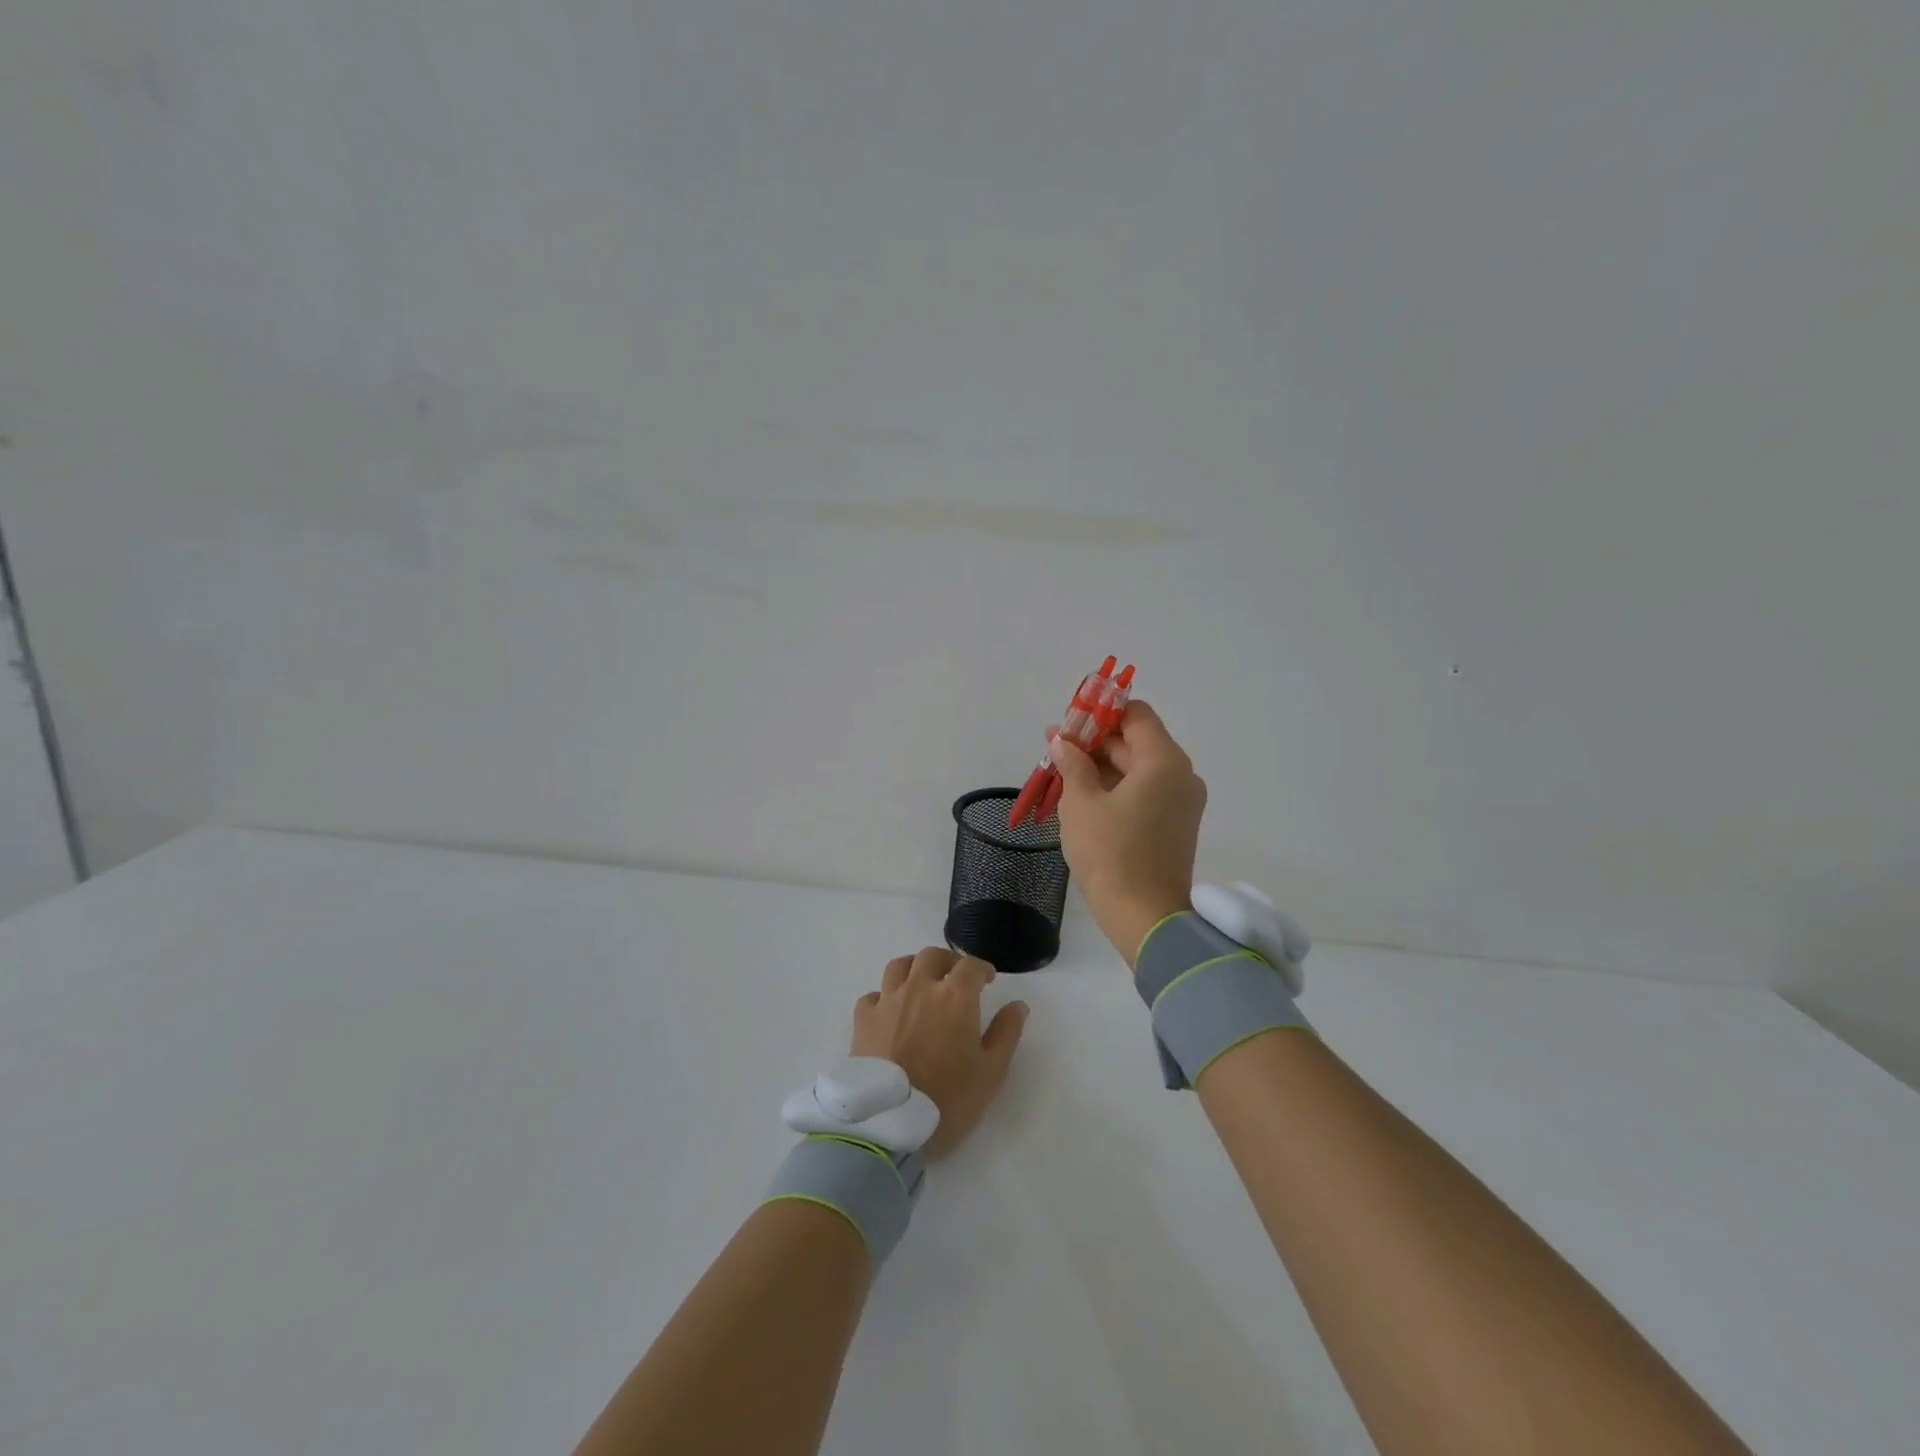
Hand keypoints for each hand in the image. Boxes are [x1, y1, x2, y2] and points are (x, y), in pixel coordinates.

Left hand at [852, 948, 1029, 1158]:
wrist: (889, 1124)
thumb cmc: (948, 1099)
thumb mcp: (991, 1072)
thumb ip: (1006, 1033)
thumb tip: (1018, 1005)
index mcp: (954, 996)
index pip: (970, 966)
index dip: (982, 969)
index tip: (988, 980)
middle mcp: (919, 987)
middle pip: (932, 956)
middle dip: (948, 961)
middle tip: (956, 977)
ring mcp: (888, 1001)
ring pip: (899, 966)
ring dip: (914, 968)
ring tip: (921, 984)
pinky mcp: (863, 1020)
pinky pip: (873, 995)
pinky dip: (884, 997)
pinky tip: (890, 1011)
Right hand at [1047, 700, 1206, 967]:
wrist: (1145, 918)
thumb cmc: (1111, 853)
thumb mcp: (1081, 803)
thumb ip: (1072, 763)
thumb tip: (1061, 740)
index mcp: (1164, 761)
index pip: (1136, 715)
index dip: (1101, 712)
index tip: (1069, 722)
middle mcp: (1181, 775)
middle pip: (1137, 741)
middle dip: (1095, 741)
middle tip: (1055, 747)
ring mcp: (1181, 802)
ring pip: (1138, 769)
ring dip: (1102, 766)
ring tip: (1061, 772)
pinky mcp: (1175, 825)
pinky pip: (1144, 792)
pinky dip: (1116, 788)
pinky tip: (1082, 795)